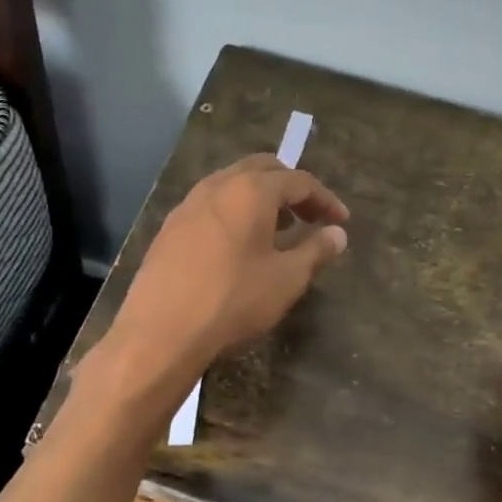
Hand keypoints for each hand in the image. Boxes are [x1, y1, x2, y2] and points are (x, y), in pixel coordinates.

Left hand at [104, 154, 349, 386]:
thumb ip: (315, 251)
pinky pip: (211, 205)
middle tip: (310, 216)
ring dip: (261, 197)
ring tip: (279, 229)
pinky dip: (235, 211)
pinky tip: (240, 244)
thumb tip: (338, 233)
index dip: (325, 199)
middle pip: (262, 169)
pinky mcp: (170, 227)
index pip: (298, 181)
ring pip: (232, 184)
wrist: (160, 332)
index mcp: (251, 191)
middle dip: (291, 187)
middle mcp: (217, 186)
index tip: (341, 221)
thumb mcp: (286, 279)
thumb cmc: (232, 301)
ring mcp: (188, 204)